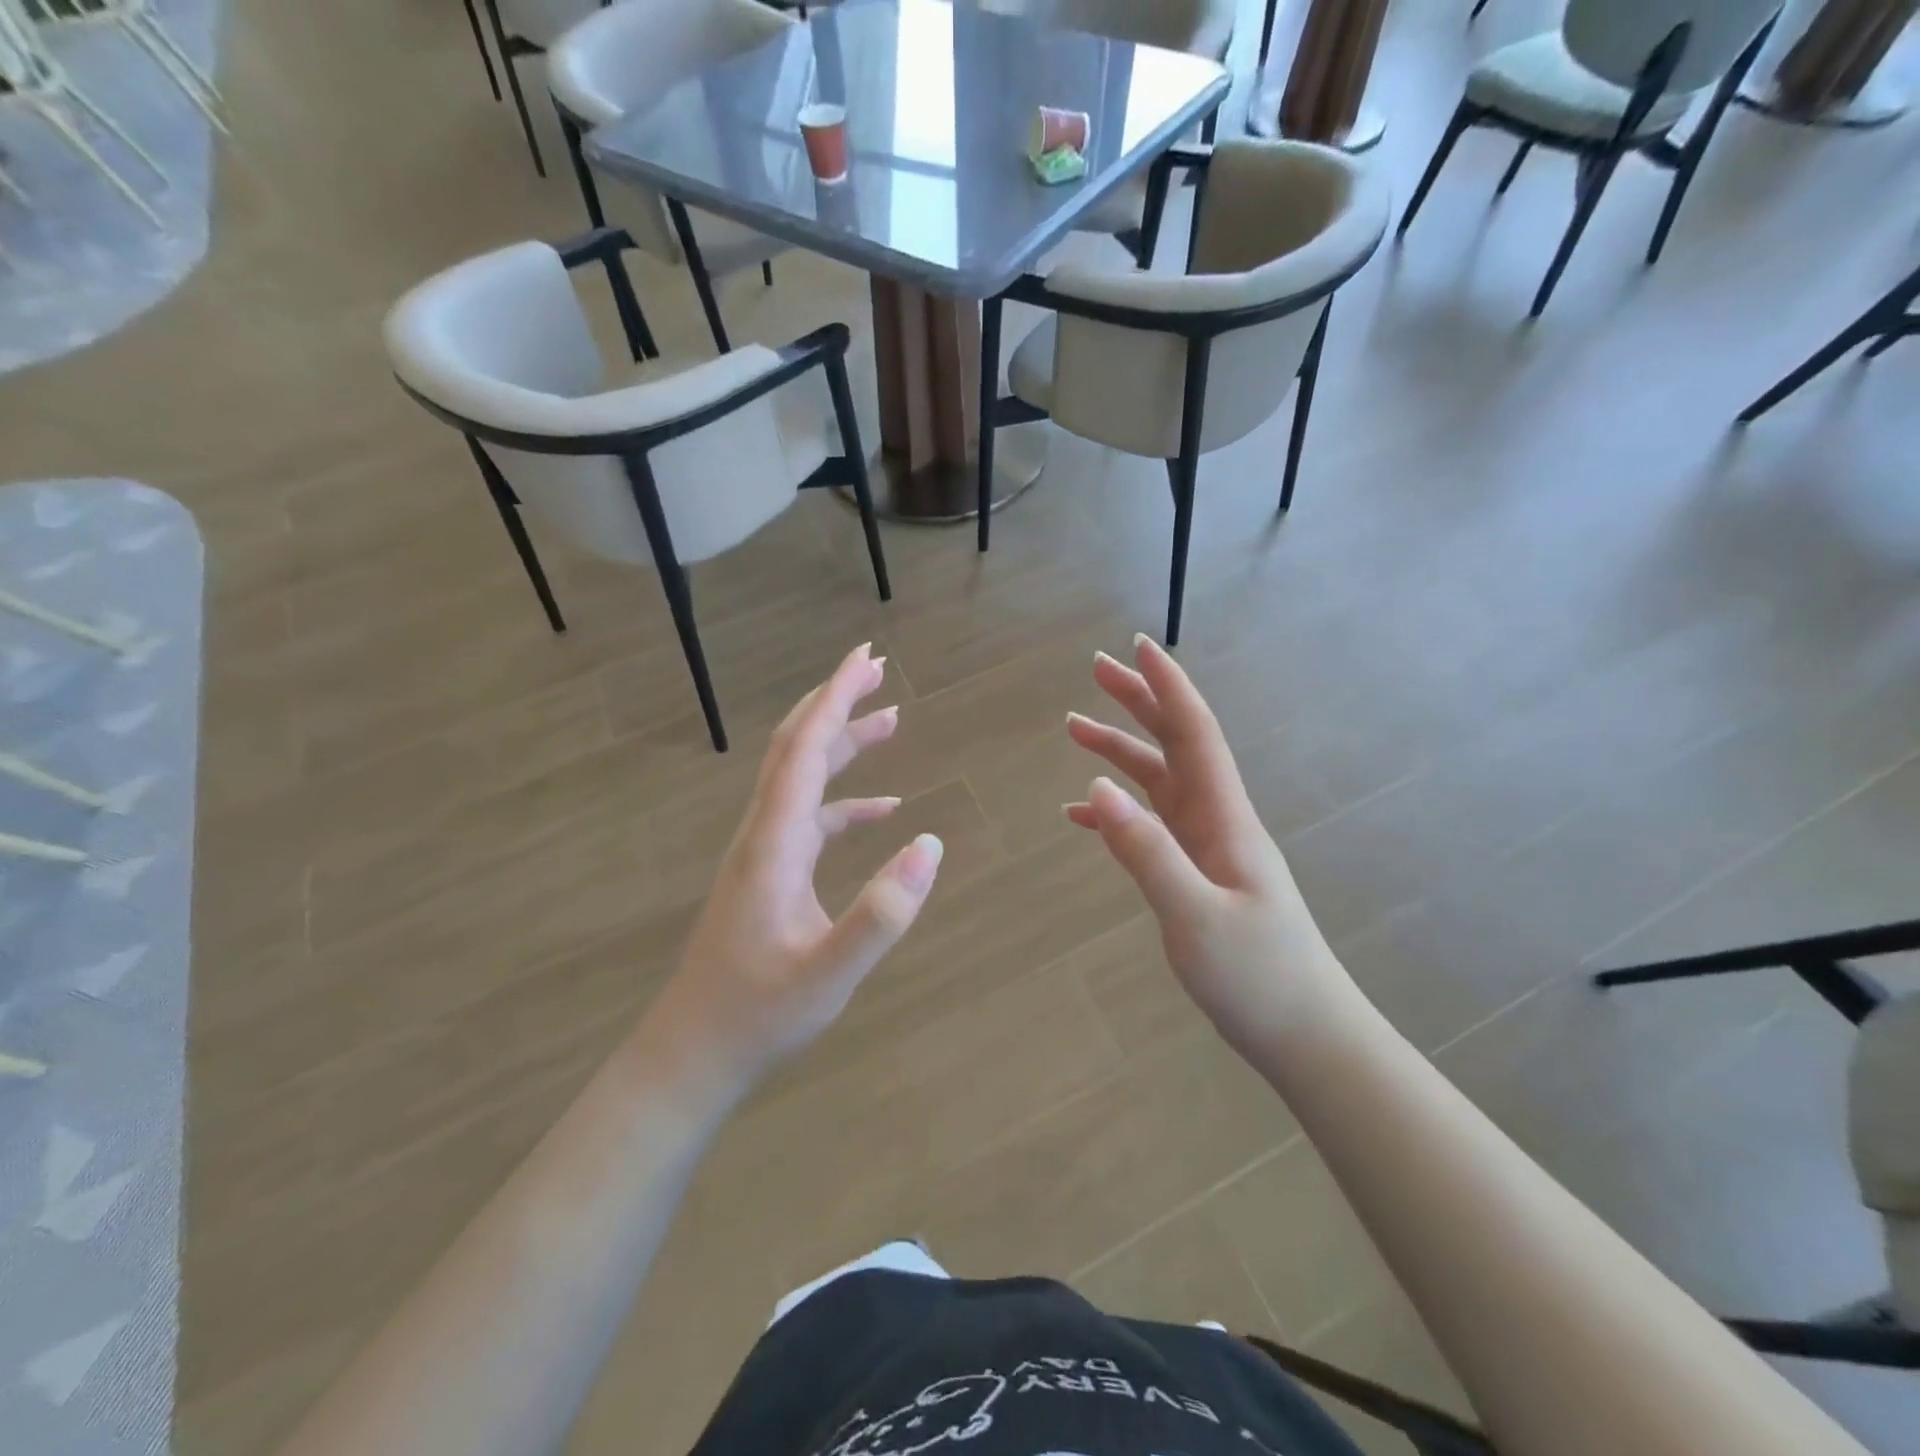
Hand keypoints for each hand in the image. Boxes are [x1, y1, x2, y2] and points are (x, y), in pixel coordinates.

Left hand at [643, 644, 942, 1097]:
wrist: (694, 1055)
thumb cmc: (756, 1017)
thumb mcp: (828, 974)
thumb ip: (881, 915)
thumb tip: (930, 845)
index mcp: (773, 843)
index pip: (804, 750)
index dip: (835, 698)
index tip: (866, 658)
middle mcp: (763, 834)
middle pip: (796, 748)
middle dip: (836, 703)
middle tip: (878, 669)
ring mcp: (764, 854)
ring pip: (802, 779)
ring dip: (843, 745)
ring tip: (891, 721)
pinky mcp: (771, 875)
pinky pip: (812, 819)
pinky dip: (846, 803)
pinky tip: (884, 810)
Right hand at [1065, 636, 1352, 1060]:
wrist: (1304, 1033)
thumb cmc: (1257, 976)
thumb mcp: (1194, 915)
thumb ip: (1145, 851)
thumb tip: (1097, 786)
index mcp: (1224, 818)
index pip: (1194, 733)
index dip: (1167, 686)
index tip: (1139, 645)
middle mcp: (1216, 819)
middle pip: (1175, 743)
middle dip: (1139, 702)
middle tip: (1096, 668)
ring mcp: (1207, 846)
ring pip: (1159, 780)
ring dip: (1121, 750)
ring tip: (1075, 727)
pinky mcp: (1197, 872)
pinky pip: (1151, 824)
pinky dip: (1117, 810)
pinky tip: (1084, 813)